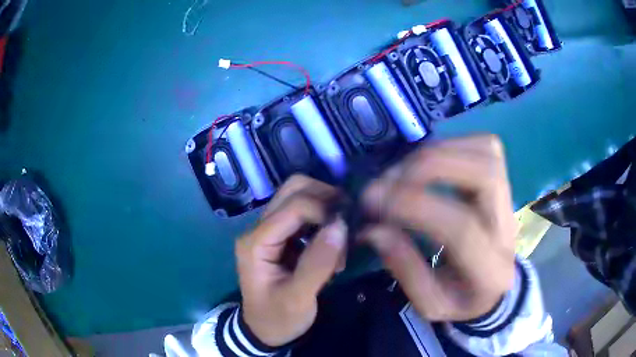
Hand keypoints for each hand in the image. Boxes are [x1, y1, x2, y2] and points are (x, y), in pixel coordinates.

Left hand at [236, 175, 347, 346]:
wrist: (265, 331)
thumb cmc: (278, 318)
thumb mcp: (298, 298)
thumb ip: (318, 263)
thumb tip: (340, 225)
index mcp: (256, 242)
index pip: (294, 206)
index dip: (325, 211)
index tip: (347, 233)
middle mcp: (259, 228)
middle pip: (294, 189)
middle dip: (326, 199)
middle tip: (346, 223)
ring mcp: (269, 230)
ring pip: (299, 196)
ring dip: (326, 209)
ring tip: (340, 240)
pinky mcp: (280, 236)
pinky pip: (304, 214)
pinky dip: (323, 221)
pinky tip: (332, 246)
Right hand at [361, 135, 515, 321]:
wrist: (493, 285)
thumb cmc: (460, 298)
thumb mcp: (429, 303)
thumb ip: (404, 267)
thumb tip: (374, 229)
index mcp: (490, 270)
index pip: (462, 228)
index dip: (415, 206)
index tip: (373, 201)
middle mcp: (508, 227)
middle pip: (483, 174)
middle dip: (428, 167)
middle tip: (386, 180)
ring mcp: (510, 198)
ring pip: (485, 151)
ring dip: (436, 152)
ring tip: (402, 171)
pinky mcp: (504, 180)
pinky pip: (482, 144)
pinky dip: (450, 144)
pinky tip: (427, 162)